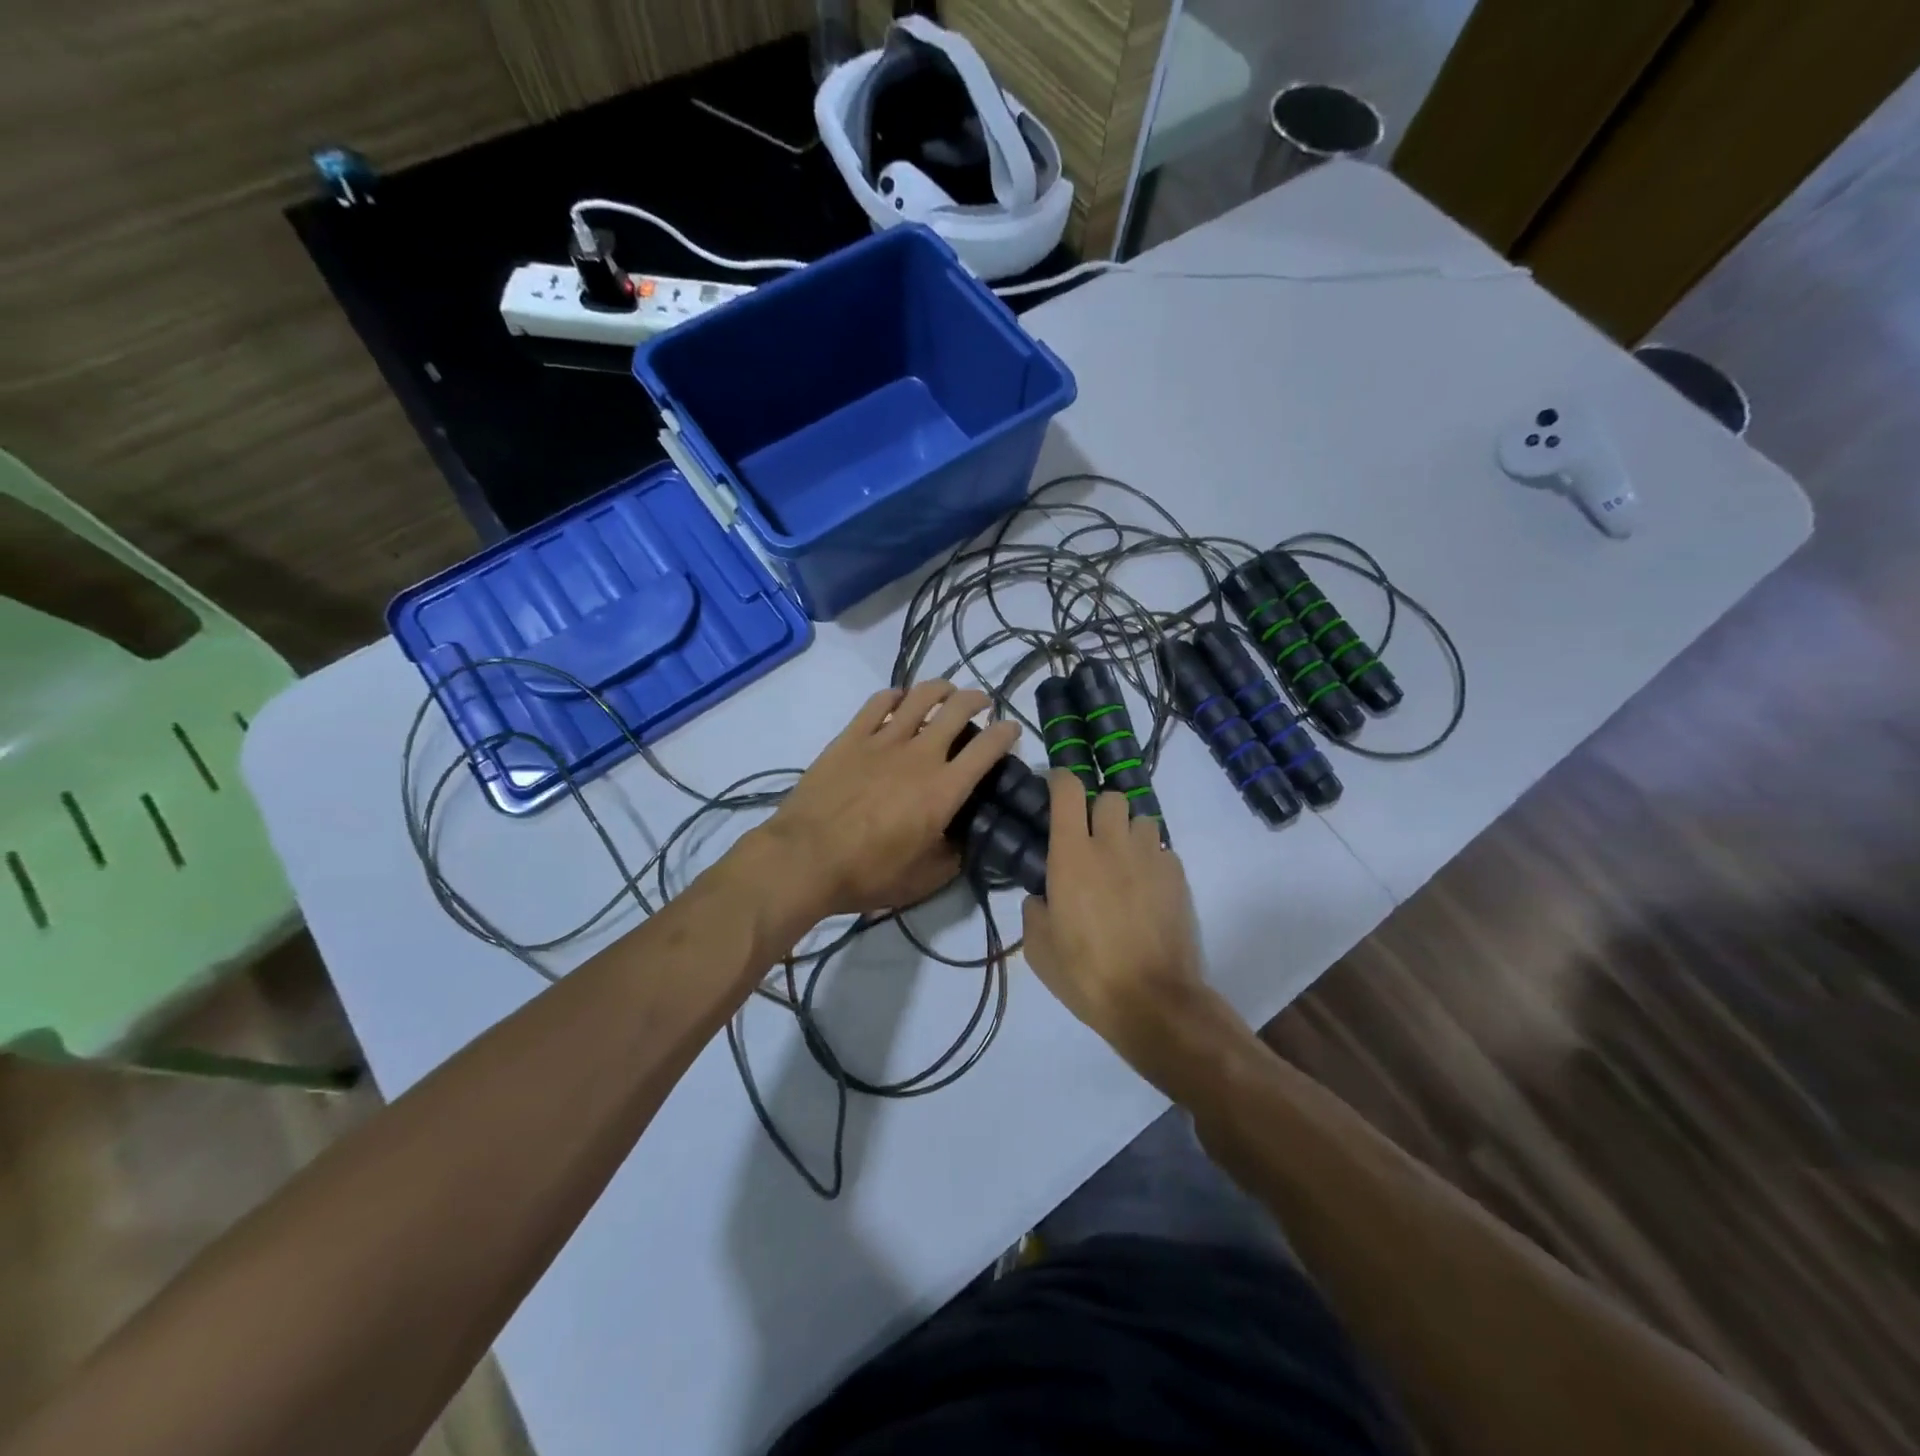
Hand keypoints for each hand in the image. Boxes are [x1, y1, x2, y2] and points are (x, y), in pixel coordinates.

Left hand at [754, 681, 1020, 918]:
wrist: (805, 859)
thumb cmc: (867, 874)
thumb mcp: (924, 879)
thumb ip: (953, 856)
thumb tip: (965, 839)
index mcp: (944, 789)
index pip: (988, 748)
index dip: (1006, 733)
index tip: (1011, 730)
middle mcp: (920, 755)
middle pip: (958, 709)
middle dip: (977, 700)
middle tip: (981, 703)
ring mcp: (883, 740)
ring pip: (921, 696)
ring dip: (941, 689)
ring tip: (947, 692)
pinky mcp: (851, 736)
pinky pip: (879, 702)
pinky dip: (896, 695)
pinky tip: (899, 699)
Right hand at [1022, 772, 1205, 1061]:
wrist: (1152, 1001)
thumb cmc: (1086, 974)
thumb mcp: (1039, 949)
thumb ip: (1035, 911)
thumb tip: (1042, 897)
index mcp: (1072, 855)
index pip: (1068, 790)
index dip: (1060, 779)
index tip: (1055, 786)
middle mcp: (1112, 845)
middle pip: (1110, 797)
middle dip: (1099, 809)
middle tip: (1091, 838)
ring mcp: (1150, 858)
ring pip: (1142, 819)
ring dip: (1129, 832)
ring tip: (1123, 862)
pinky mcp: (1178, 877)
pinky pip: (1163, 850)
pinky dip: (1152, 860)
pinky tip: (1147, 889)